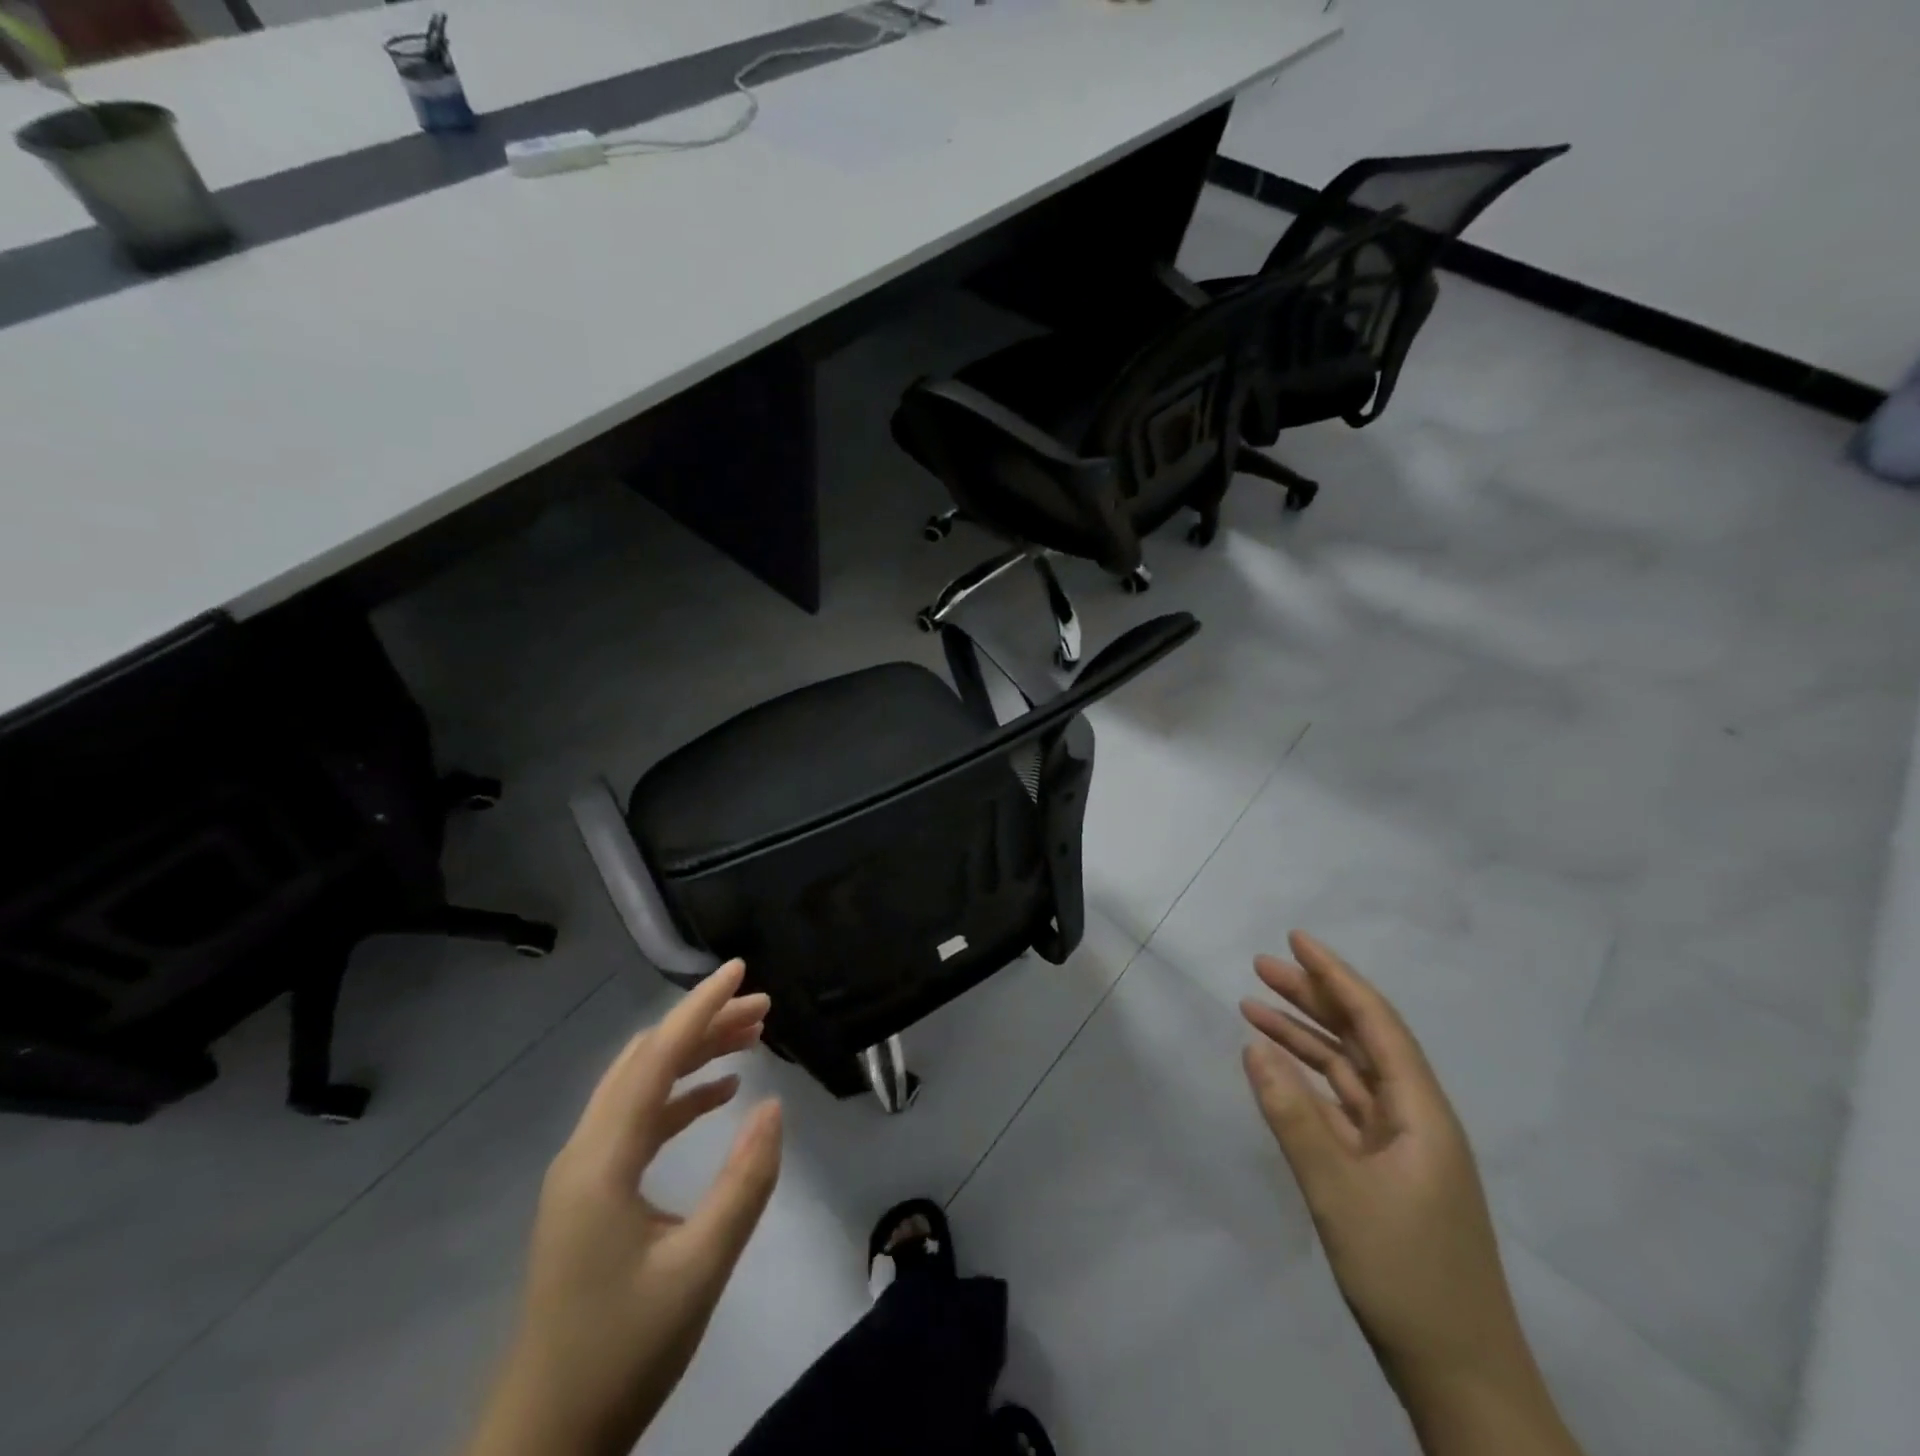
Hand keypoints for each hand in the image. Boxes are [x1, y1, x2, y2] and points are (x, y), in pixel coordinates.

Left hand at [466, 960, 782, 1455]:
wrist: (545, 1441)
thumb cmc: (622, 1352)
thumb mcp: (700, 1268)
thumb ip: (744, 1182)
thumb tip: (774, 1105)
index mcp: (602, 1160)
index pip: (656, 1058)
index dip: (700, 1008)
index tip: (740, 969)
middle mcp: (585, 1151)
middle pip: (647, 1061)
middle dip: (704, 1025)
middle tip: (764, 1008)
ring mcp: (583, 1172)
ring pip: (642, 1086)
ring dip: (694, 1056)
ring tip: (751, 1039)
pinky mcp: (591, 1194)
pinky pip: (639, 1120)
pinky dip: (680, 1096)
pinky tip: (720, 1095)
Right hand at [1239, 932, 1525, 1399]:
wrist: (1459, 1377)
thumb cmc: (1406, 1275)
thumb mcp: (1338, 1191)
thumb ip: (1292, 1116)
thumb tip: (1253, 1047)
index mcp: (1421, 1113)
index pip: (1376, 1023)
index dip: (1336, 976)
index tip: (1296, 940)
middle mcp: (1415, 1118)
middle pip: (1361, 1039)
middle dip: (1313, 998)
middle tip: (1260, 967)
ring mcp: (1400, 1148)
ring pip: (1348, 1071)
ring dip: (1304, 1038)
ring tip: (1253, 1007)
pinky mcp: (1384, 1173)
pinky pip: (1341, 1107)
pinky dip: (1308, 1082)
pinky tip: (1277, 1071)